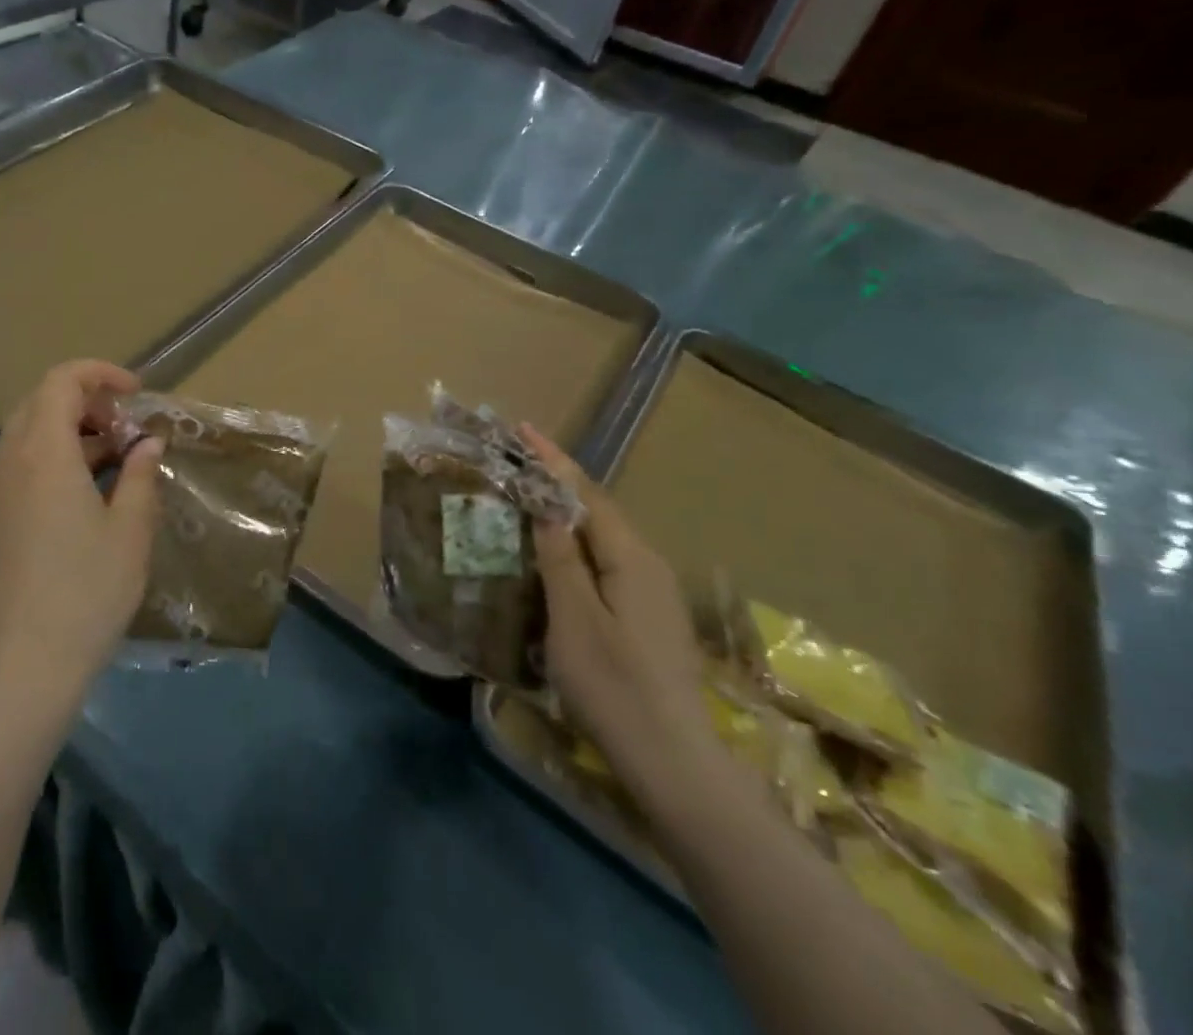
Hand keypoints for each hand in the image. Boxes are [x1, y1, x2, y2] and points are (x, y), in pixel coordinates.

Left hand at [0, 361, 163, 704]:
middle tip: (127, 428)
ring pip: (28, 434)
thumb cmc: (88, 589)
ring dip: (71, 431)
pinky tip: (88, 495)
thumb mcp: (131, 529)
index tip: (136, 394)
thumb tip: (148, 442)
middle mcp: (11, 462)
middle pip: (41, 402)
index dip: (100, 374)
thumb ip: (141, 474)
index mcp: (44, 454)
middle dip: (87, 402)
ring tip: (116, 461)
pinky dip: (55, 459)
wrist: (27, 663)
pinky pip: (22, 466)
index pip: (62, 381)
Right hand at [520, 425, 717, 799]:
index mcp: (630, 557)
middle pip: (597, 509)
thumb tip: (547, 508)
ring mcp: (652, 593)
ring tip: (529, 498)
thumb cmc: (615, 686)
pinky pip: (606, 561)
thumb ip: (560, 558)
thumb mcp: (574, 618)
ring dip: (566, 512)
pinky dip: (576, 544)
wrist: (675, 764)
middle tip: (518, 460)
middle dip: (558, 480)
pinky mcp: (647, 617)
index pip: (585, 493)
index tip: (522, 429)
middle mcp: (647, 565)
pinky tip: (556, 555)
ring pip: (602, 536)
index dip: (552, 460)